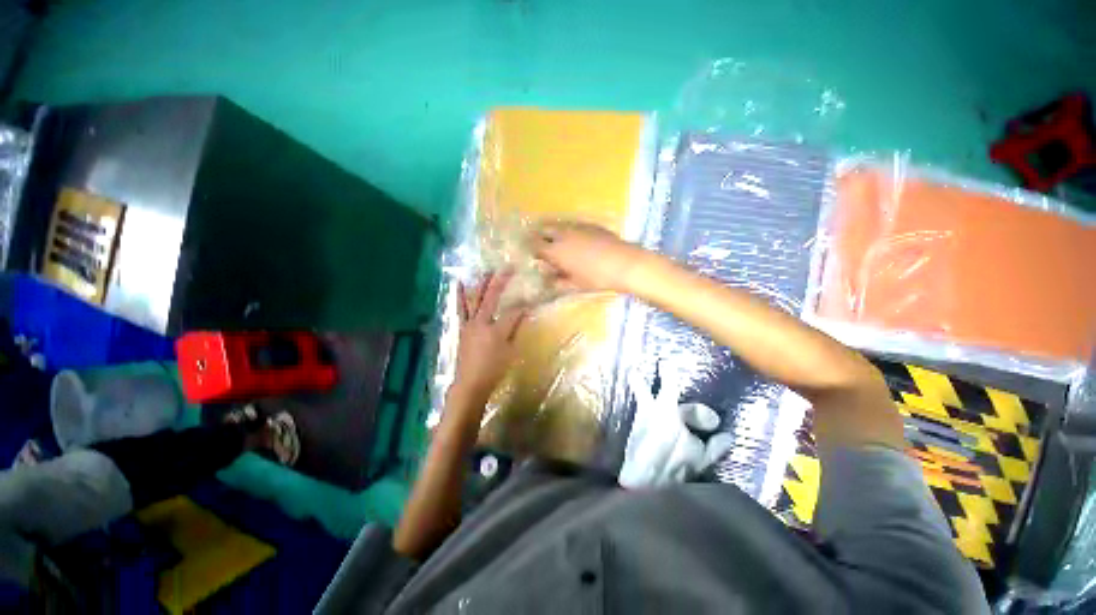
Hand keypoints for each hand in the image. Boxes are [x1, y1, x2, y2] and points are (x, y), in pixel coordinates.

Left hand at [451, 270, 528, 404]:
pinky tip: (460, 284)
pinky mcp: (462, 328)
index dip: (523, 305)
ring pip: (475, 299)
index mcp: (496, 330)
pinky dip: (460, 295)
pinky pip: (461, 308)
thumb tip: (524, 312)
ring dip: (481, 283)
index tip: (532, 299)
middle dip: (500, 281)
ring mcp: (469, 324)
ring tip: (486, 270)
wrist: (470, 383)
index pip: (513, 311)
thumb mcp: (510, 352)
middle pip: (491, 297)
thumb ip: (516, 330)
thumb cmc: (493, 370)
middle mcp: (481, 322)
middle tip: (508, 267)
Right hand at [529, 221, 651, 293]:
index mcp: (556, 251)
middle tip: (541, 243)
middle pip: (544, 229)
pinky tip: (576, 238)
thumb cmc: (597, 277)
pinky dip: (569, 230)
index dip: (531, 249)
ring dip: (553, 230)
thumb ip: (559, 281)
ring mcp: (577, 227)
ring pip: (559, 224)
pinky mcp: (590, 225)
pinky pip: (573, 224)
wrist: (624, 263)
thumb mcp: (575, 284)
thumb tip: (549, 280)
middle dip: (539, 234)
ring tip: (557, 239)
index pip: (535, 245)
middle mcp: (563, 235)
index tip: (532, 254)